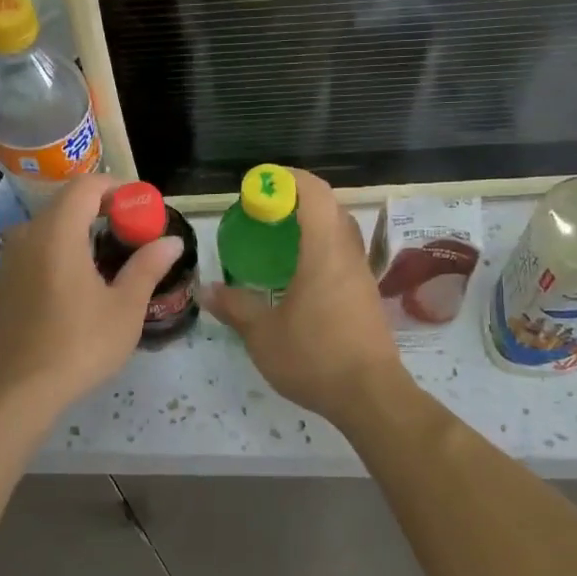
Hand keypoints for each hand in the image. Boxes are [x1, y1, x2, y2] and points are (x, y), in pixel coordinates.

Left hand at [0, 175, 182, 410]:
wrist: (17, 390)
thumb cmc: (78, 345)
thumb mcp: (124, 308)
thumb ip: (147, 267)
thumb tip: (171, 241)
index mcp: (57, 232)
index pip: (86, 186)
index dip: (116, 188)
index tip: (140, 207)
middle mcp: (27, 236)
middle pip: (65, 205)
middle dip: (100, 210)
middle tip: (131, 234)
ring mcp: (8, 260)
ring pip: (47, 229)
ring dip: (77, 232)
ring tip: (106, 261)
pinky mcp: (0, 283)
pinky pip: (33, 252)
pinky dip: (57, 253)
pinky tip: (74, 286)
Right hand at [200, 169, 407, 426]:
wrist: (370, 396)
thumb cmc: (314, 357)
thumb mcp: (263, 334)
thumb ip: (235, 306)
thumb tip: (206, 290)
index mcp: (324, 251)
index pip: (314, 193)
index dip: (287, 179)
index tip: (258, 185)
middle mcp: (348, 254)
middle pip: (329, 207)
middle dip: (296, 200)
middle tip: (263, 213)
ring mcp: (362, 275)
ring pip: (340, 232)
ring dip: (311, 225)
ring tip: (278, 242)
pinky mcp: (366, 296)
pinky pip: (343, 256)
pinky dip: (320, 250)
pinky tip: (298, 276)